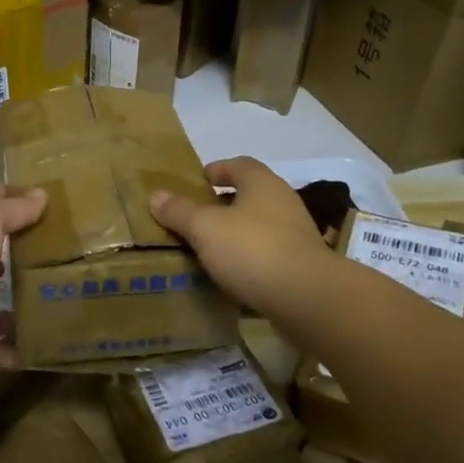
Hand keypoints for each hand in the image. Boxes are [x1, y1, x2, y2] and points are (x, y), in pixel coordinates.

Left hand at [0, 184, 46, 372]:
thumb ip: (14, 208)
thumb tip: (41, 194)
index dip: (7, 202)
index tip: (41, 201)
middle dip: (13, 259)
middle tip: (56, 255)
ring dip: (19, 307)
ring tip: (57, 300)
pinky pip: (2, 349)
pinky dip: (21, 348)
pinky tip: (50, 340)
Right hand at [149, 157, 326, 314]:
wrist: (307, 298)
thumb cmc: (252, 249)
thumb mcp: (204, 228)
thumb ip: (179, 211)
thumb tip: (156, 195)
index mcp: (262, 183)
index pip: (239, 165)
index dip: (218, 170)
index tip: (199, 180)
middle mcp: (284, 201)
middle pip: (251, 195)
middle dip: (225, 203)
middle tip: (198, 216)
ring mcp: (297, 234)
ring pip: (260, 224)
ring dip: (238, 232)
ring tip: (211, 247)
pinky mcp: (302, 264)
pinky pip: (269, 252)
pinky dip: (250, 257)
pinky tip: (233, 273)